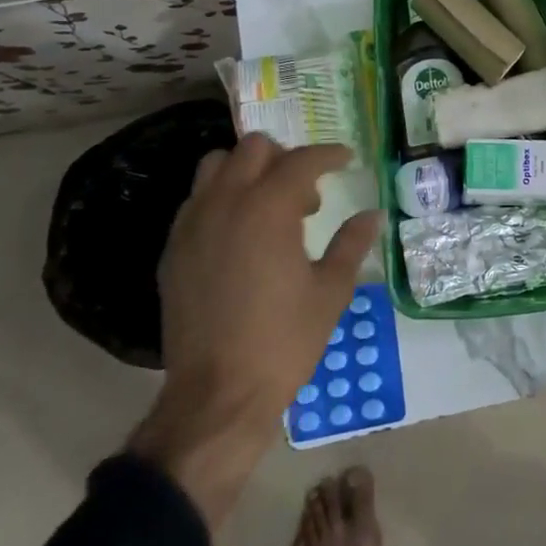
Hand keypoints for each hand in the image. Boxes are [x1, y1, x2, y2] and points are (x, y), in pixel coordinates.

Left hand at [129, 133, 381, 525]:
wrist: (217, 396)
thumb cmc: (284, 341)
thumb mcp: (331, 291)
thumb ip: (351, 244)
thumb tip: (372, 215)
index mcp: (268, 209)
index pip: (301, 160)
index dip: (328, 154)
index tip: (346, 159)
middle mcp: (226, 204)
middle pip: (253, 148)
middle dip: (285, 157)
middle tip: (307, 191)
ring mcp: (192, 225)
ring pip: (215, 166)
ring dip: (246, 171)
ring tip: (268, 205)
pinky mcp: (173, 250)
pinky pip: (196, 201)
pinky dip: (221, 198)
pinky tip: (240, 234)